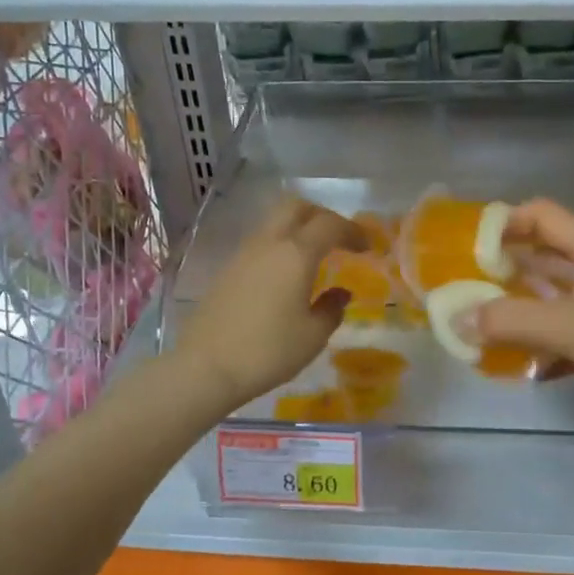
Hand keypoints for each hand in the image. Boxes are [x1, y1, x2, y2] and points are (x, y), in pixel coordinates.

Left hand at [172, 196, 366, 414]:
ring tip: (314, 258)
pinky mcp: (227, 269)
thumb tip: (340, 293)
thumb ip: (331, 309)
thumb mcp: (312, 336)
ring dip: (298, 229)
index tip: (366, 248)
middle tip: (338, 240)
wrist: (206, 367)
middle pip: (296, 207)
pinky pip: (260, 243)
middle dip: (322, 216)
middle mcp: (269, 243)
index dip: (353, 231)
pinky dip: (280, 246)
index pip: (330, 225)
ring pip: (274, 222)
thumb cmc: (268, 351)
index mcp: (296, 254)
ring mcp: (243, 253)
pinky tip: (286, 276)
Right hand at [478, 199, 573, 435]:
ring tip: (476, 327)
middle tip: (460, 288)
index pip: (542, 216)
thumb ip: (511, 320)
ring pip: (550, 303)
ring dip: (517, 313)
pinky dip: (538, 349)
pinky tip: (513, 366)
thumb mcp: (573, 325)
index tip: (466, 246)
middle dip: (502, 271)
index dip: (505, 222)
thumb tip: (455, 321)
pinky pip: (563, 340)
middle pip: (542, 260)